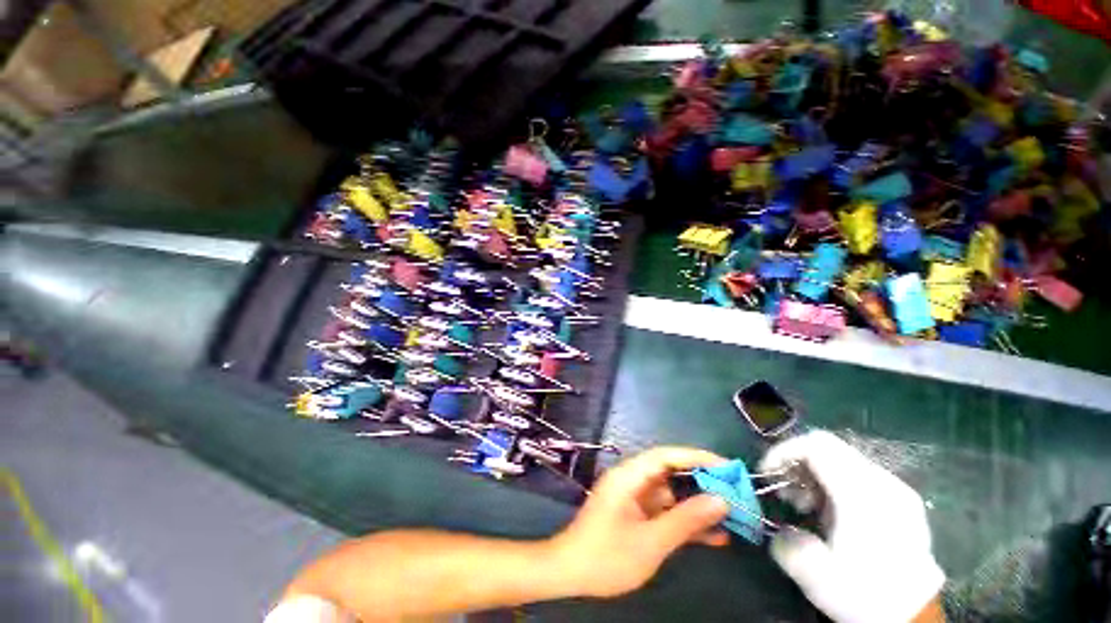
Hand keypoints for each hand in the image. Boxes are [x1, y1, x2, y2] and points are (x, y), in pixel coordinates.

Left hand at [547, 447, 730, 597]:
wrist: (571, 573)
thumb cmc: (607, 555)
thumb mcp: (651, 541)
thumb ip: (685, 520)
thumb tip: (720, 500)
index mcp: (629, 476)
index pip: (666, 456)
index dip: (697, 457)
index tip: (727, 467)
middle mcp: (632, 480)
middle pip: (671, 472)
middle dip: (702, 482)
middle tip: (735, 493)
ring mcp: (634, 497)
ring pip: (672, 494)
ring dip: (698, 505)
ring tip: (732, 516)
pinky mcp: (637, 513)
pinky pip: (666, 511)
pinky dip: (686, 521)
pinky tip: (714, 535)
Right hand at [759, 430, 944, 622]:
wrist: (917, 617)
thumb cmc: (865, 594)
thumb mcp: (815, 575)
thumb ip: (786, 541)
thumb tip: (781, 529)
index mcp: (861, 493)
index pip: (815, 445)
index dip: (783, 451)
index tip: (767, 473)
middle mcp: (882, 482)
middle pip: (828, 447)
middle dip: (797, 463)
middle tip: (785, 493)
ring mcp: (896, 490)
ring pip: (843, 459)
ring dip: (814, 474)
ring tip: (805, 507)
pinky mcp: (903, 501)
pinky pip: (859, 474)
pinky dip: (834, 483)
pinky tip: (832, 514)